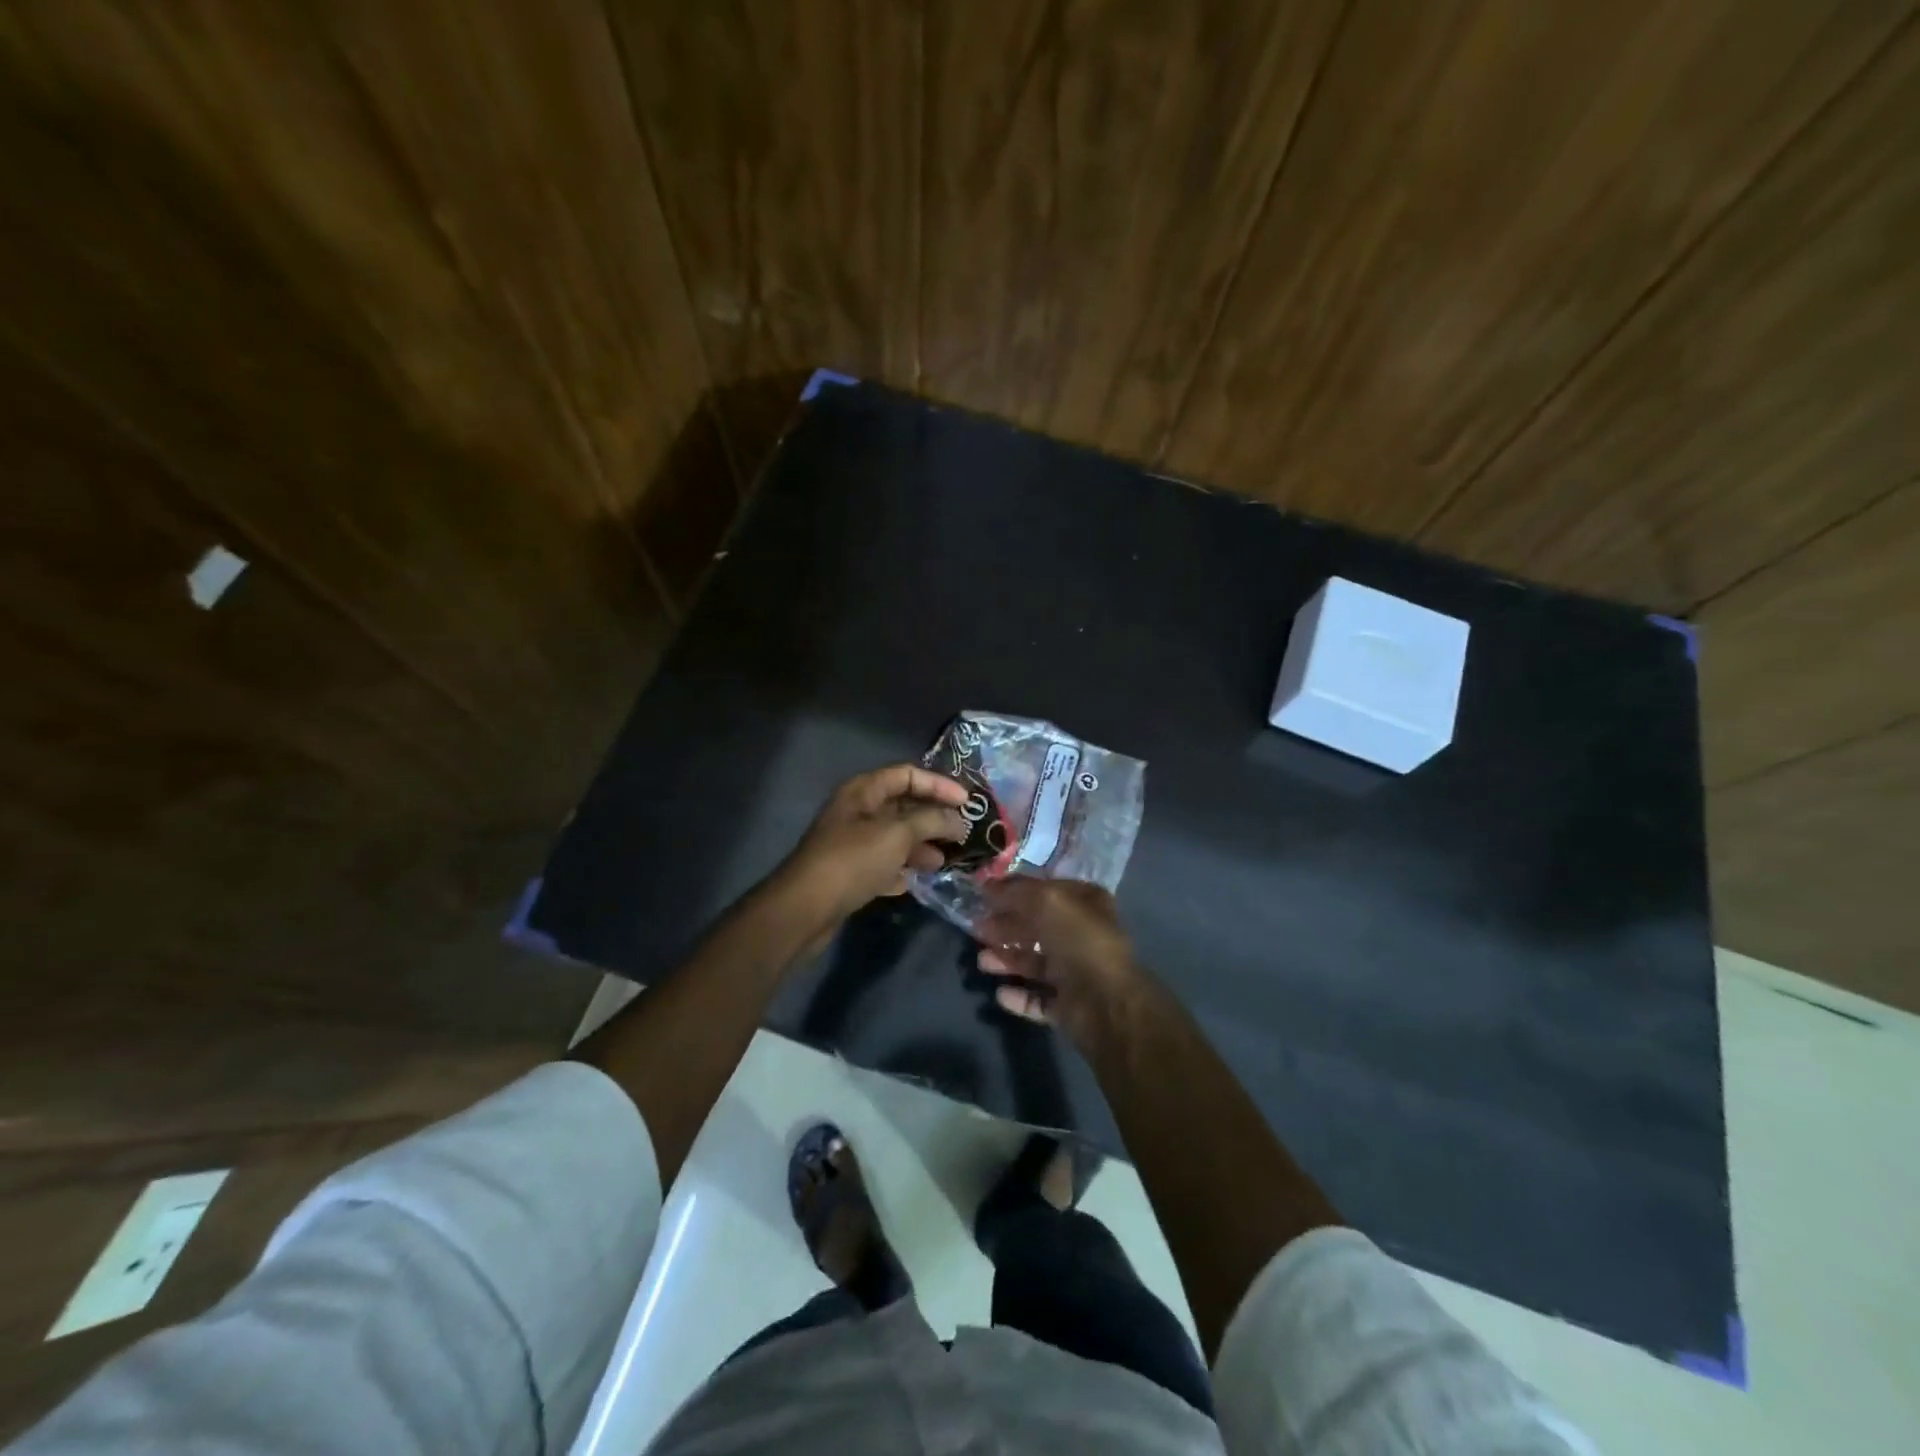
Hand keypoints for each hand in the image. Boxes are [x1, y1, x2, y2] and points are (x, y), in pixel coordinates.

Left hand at [774, 764, 970, 946]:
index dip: (938, 785)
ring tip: (944, 861)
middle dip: (933, 818)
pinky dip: (901, 869)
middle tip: (962, 833)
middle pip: (902, 806)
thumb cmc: (852, 861)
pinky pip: (883, 864)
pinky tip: (916, 881)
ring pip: (895, 837)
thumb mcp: (897, 834)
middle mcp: (857, 812)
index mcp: (863, 791)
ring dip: (920, 846)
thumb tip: (957, 820)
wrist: (805, 908)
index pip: (907, 775)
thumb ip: (931, 821)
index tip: (967, 802)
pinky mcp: (850, 873)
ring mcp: (852, 843)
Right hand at [976, 878, 1157, 1048]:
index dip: (1015, 891)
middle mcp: (1083, 935)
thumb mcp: (1046, 902)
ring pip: (1035, 963)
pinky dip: (1019, 996)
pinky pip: (1038, 998)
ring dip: (1007, 960)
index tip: (983, 895)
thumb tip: (985, 885)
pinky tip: (1001, 993)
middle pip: (1037, 927)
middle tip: (977, 929)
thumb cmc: (1079, 941)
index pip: (1045, 891)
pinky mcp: (1069, 1006)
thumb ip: (1014, 892)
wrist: (1106, 1003)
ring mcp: (1077, 972)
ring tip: (982, 961)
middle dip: (1006, 926)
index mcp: (1085, 904)